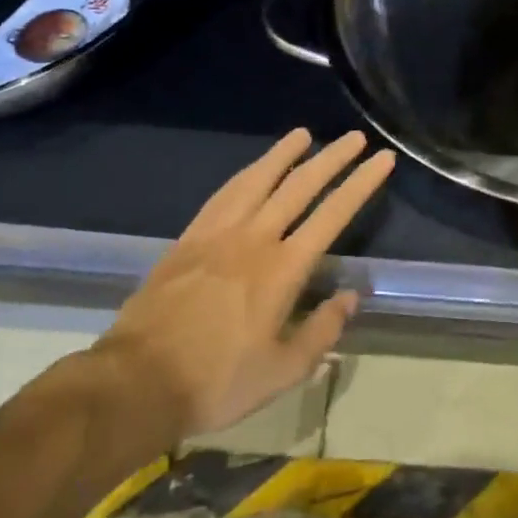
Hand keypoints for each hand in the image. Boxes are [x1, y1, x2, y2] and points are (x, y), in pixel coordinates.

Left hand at [85, 128, 393, 459]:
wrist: (136, 382)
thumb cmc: (217, 382)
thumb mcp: (283, 371)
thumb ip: (322, 330)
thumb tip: (350, 296)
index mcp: (283, 269)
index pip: (332, 214)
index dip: (360, 184)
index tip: (382, 159)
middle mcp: (254, 239)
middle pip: (299, 186)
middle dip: (331, 158)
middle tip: (354, 137)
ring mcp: (217, 235)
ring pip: (257, 180)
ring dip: (283, 154)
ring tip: (303, 134)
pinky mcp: (188, 240)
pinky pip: (222, 195)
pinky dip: (244, 175)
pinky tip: (252, 169)